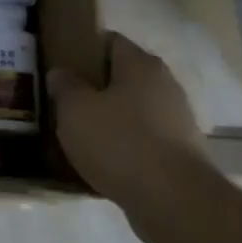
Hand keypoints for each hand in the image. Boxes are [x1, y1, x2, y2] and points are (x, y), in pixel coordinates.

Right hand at [48, 33, 207, 200]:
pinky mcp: (181, 154)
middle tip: (63, 101)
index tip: (60, 64)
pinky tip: (101, 161)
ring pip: (133, 110)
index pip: (110, 41)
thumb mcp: (75, 109)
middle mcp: (165, 86)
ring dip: (109, 119)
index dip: (83, 48)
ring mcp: (178, 121)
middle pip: (123, 77)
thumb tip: (61, 73)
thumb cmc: (119, 142)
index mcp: (141, 65)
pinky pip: (143, 140)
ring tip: (78, 134)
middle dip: (94, 87)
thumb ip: (65, 86)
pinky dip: (123, 146)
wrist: (174, 201)